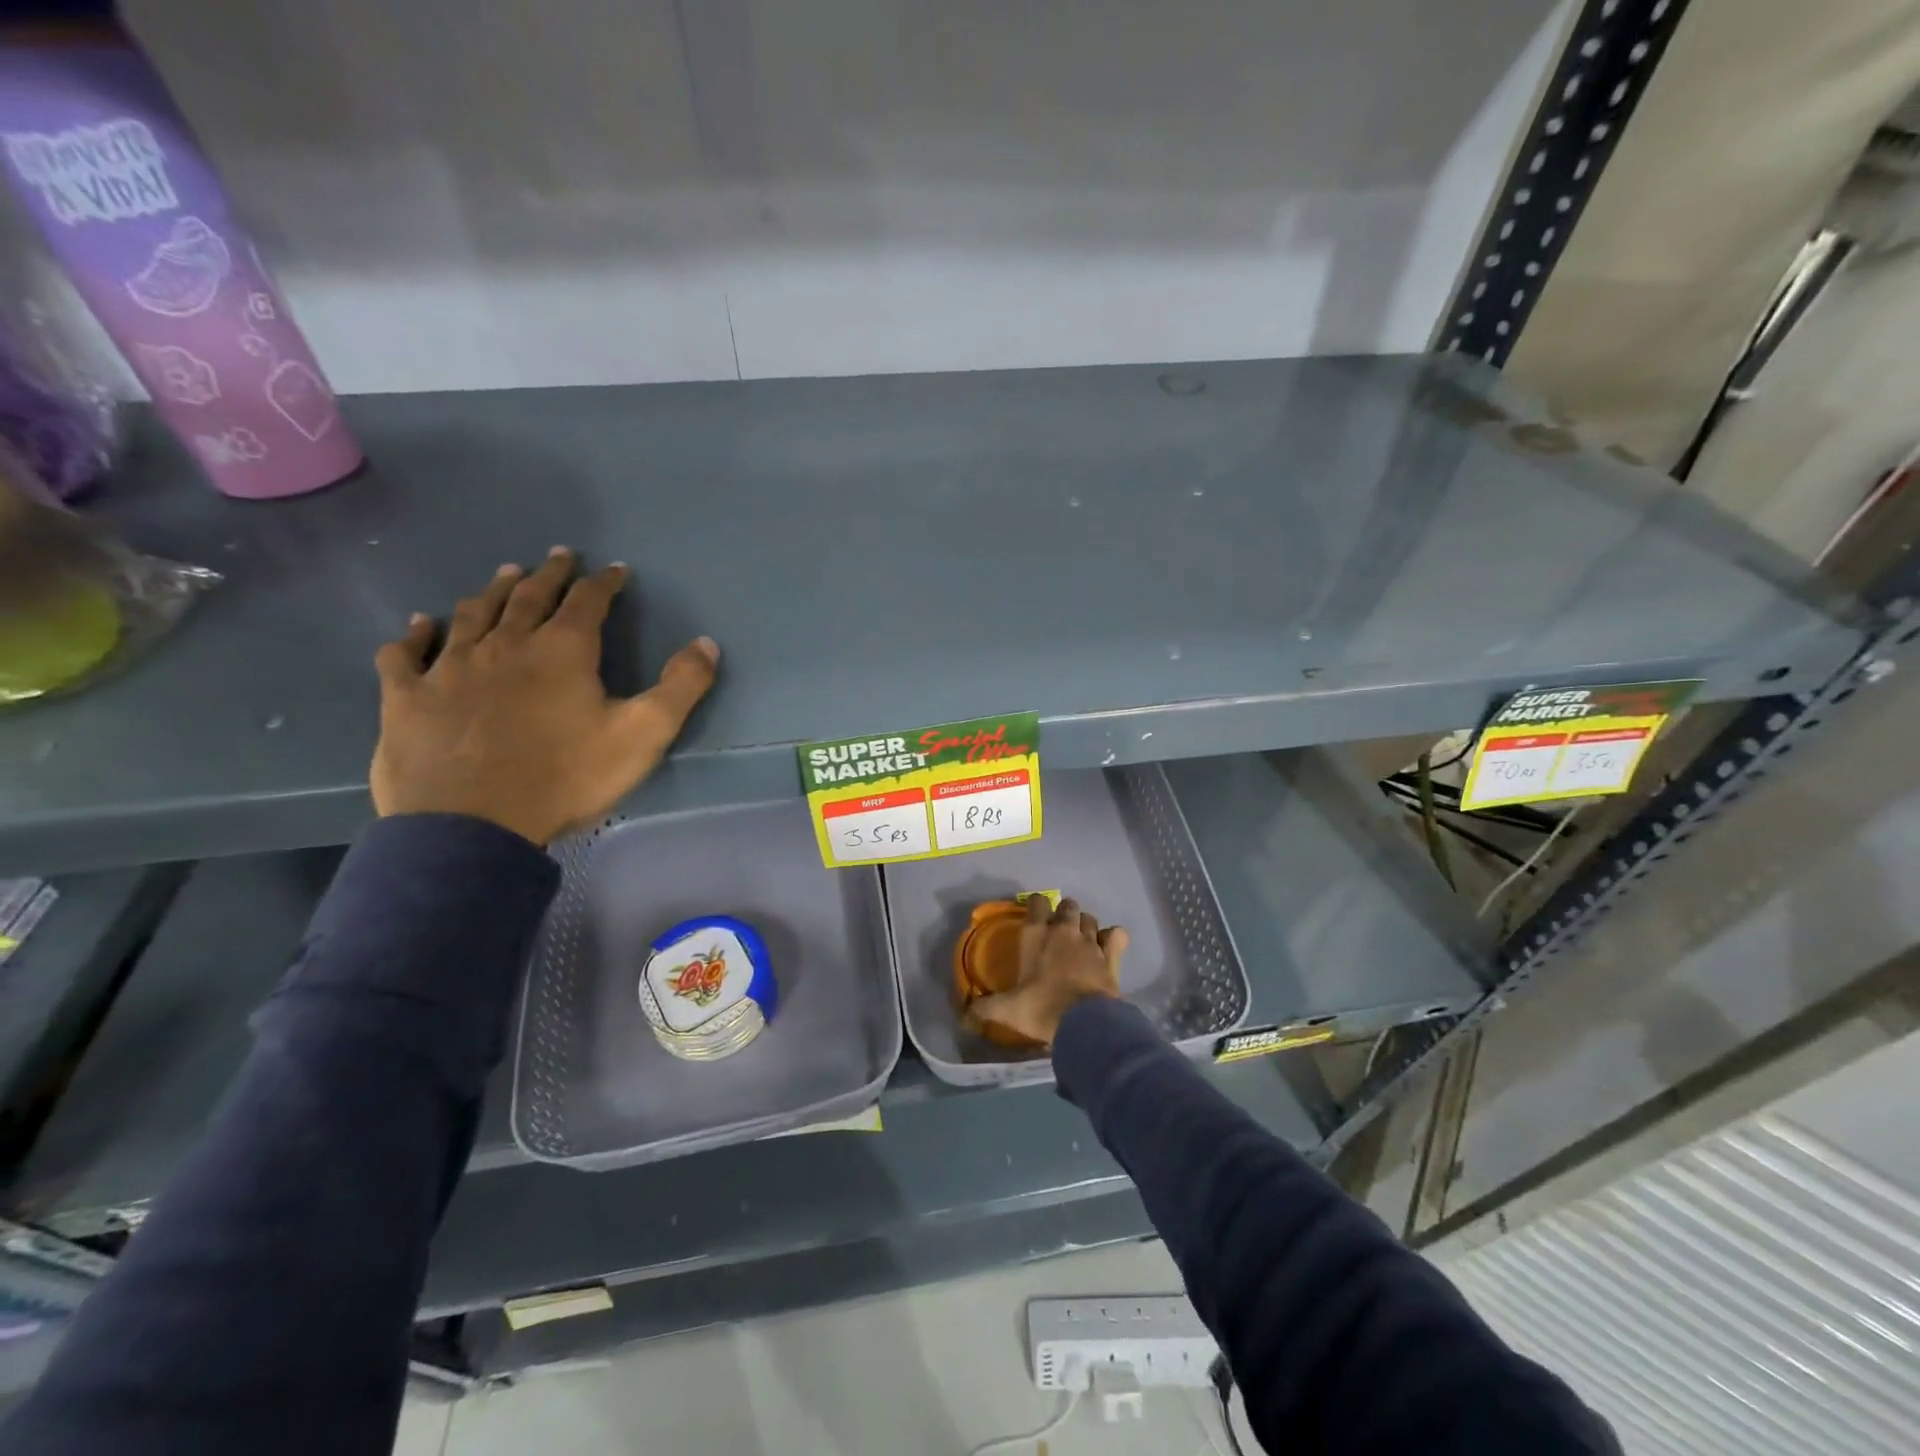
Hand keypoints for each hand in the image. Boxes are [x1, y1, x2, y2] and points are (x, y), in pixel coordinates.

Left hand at [370, 548, 718, 845]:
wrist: (473, 825)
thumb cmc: (566, 777)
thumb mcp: (643, 734)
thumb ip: (681, 687)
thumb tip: (707, 642)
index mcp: (562, 651)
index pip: (587, 601)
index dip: (604, 583)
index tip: (615, 570)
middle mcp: (505, 645)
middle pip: (528, 596)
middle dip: (548, 574)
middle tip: (558, 556)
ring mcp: (450, 668)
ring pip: (472, 615)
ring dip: (492, 591)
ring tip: (504, 575)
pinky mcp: (408, 697)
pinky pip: (406, 654)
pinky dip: (415, 635)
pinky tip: (420, 626)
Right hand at [964, 895, 1127, 1046]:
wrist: (1083, 1023)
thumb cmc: (1041, 1008)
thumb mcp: (1007, 1009)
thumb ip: (985, 1007)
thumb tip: (965, 1013)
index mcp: (1037, 935)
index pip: (1037, 903)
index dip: (1036, 904)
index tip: (1034, 912)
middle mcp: (1064, 931)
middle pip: (1067, 906)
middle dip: (1063, 912)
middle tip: (1058, 929)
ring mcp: (1090, 941)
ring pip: (1090, 918)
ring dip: (1085, 924)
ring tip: (1081, 937)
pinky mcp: (1111, 956)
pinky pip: (1116, 935)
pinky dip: (1113, 937)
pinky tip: (1109, 945)